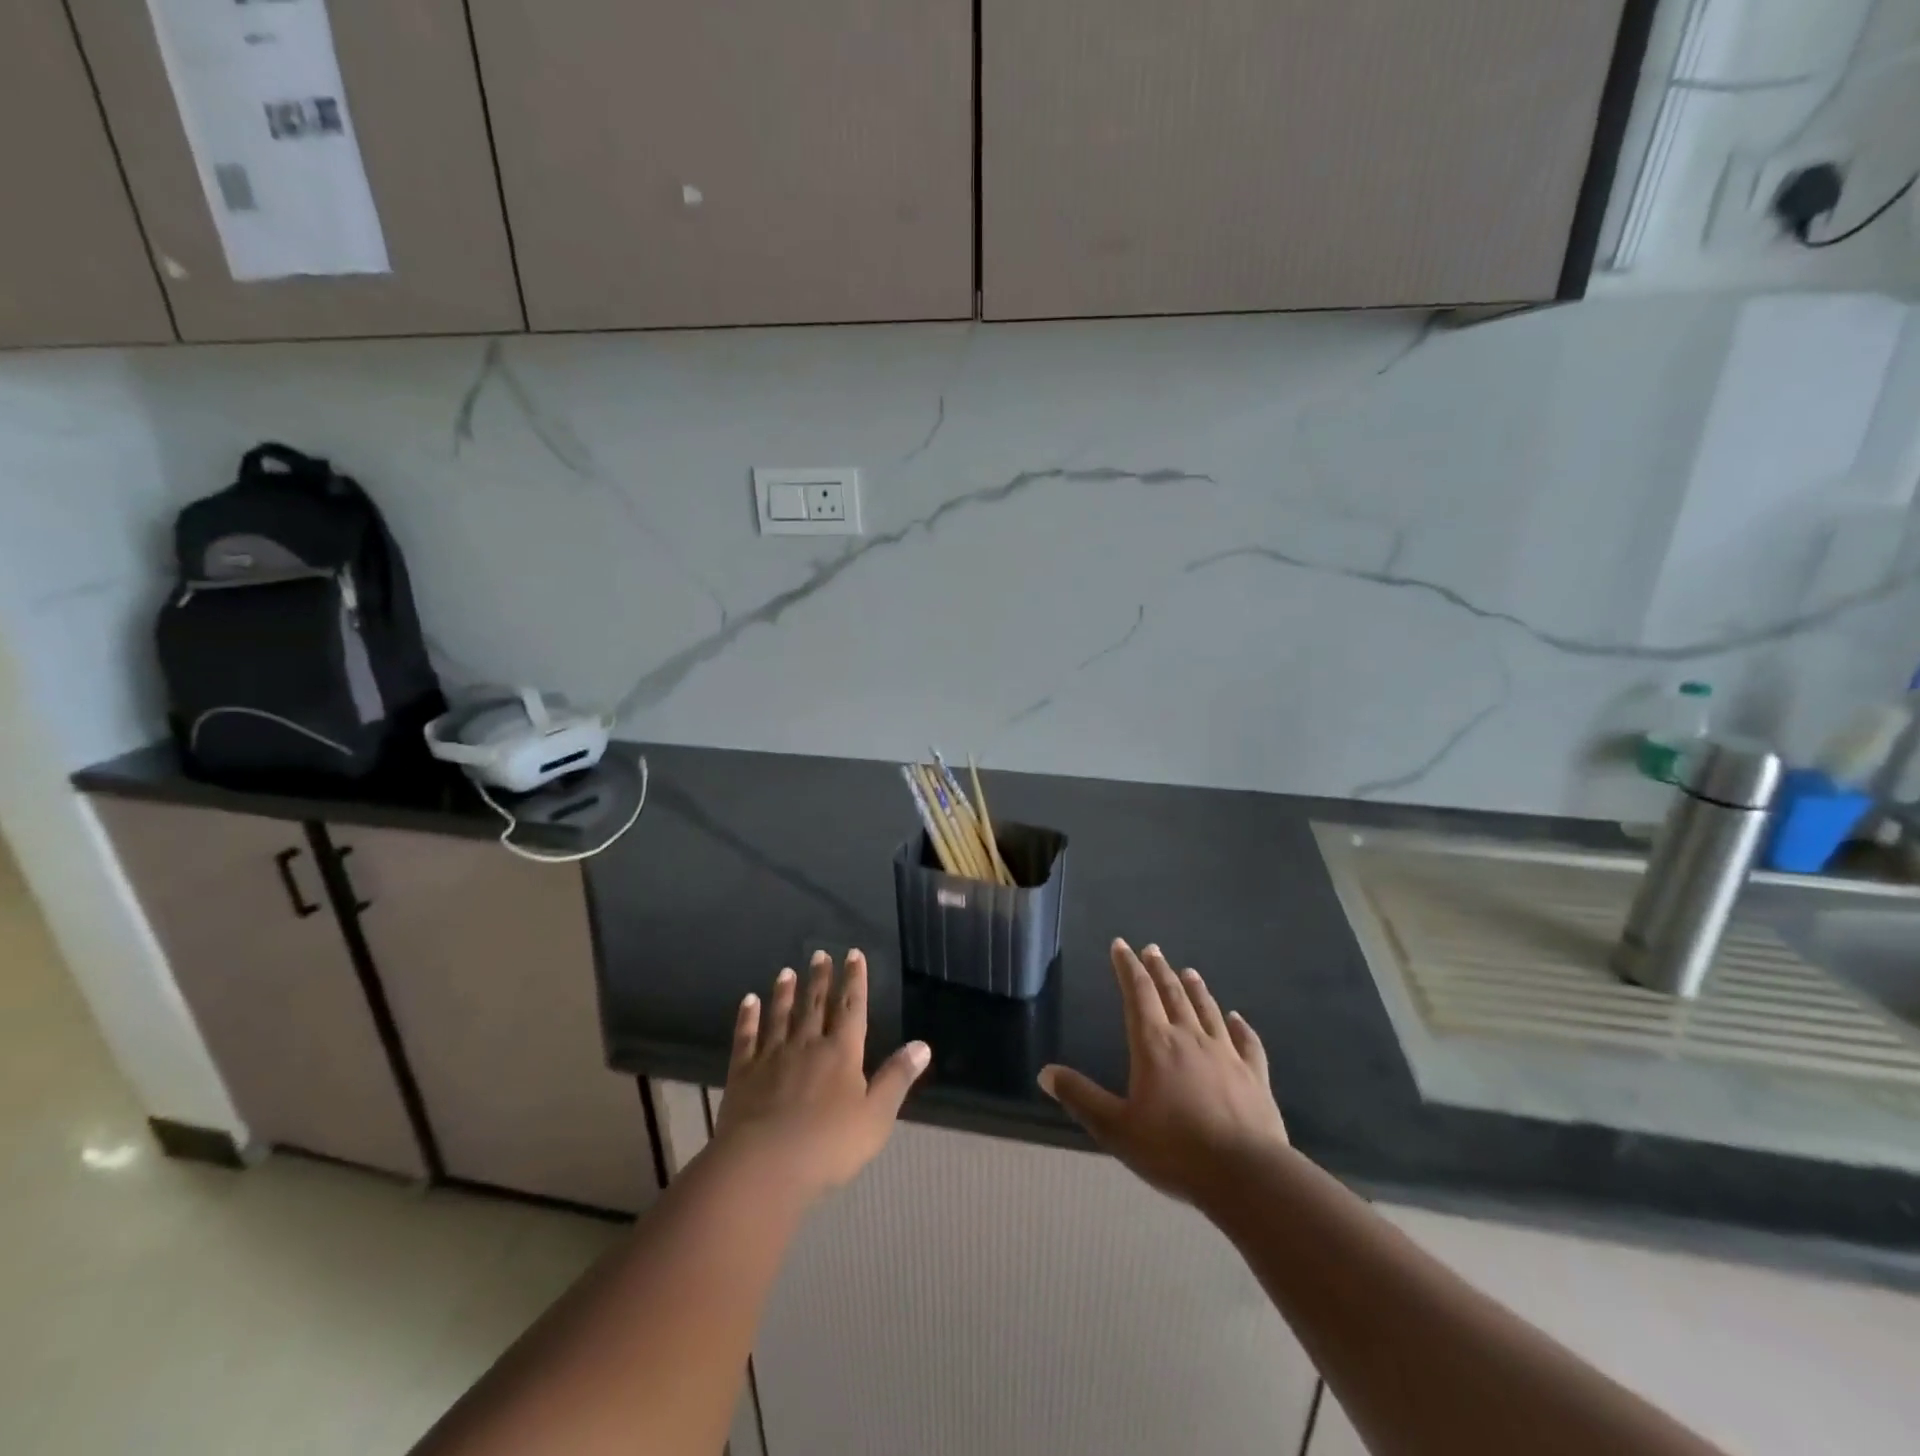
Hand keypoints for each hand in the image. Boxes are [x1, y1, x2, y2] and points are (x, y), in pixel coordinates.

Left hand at [713, 949, 929, 1198]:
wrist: (764, 1166)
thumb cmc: (828, 1145)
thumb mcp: (876, 1116)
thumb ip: (897, 1078)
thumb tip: (923, 1045)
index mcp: (842, 1052)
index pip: (851, 1008)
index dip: (855, 980)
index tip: (853, 954)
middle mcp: (807, 1045)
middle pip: (816, 1005)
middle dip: (820, 979)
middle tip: (819, 954)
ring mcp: (772, 1057)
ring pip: (781, 1016)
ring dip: (785, 993)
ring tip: (786, 972)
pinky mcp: (744, 1074)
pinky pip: (746, 1038)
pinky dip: (747, 1018)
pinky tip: (748, 1002)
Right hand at [1039, 939, 1286, 1203]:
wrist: (1246, 1174)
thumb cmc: (1174, 1150)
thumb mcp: (1116, 1129)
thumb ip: (1081, 1098)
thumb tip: (1045, 1073)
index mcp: (1154, 1045)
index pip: (1137, 993)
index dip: (1127, 967)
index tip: (1121, 945)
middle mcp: (1189, 1038)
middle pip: (1172, 994)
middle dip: (1159, 969)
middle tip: (1152, 949)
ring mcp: (1226, 1054)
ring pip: (1207, 1010)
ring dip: (1195, 989)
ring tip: (1188, 971)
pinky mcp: (1254, 1075)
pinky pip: (1247, 1042)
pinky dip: (1240, 1026)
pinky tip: (1237, 1018)